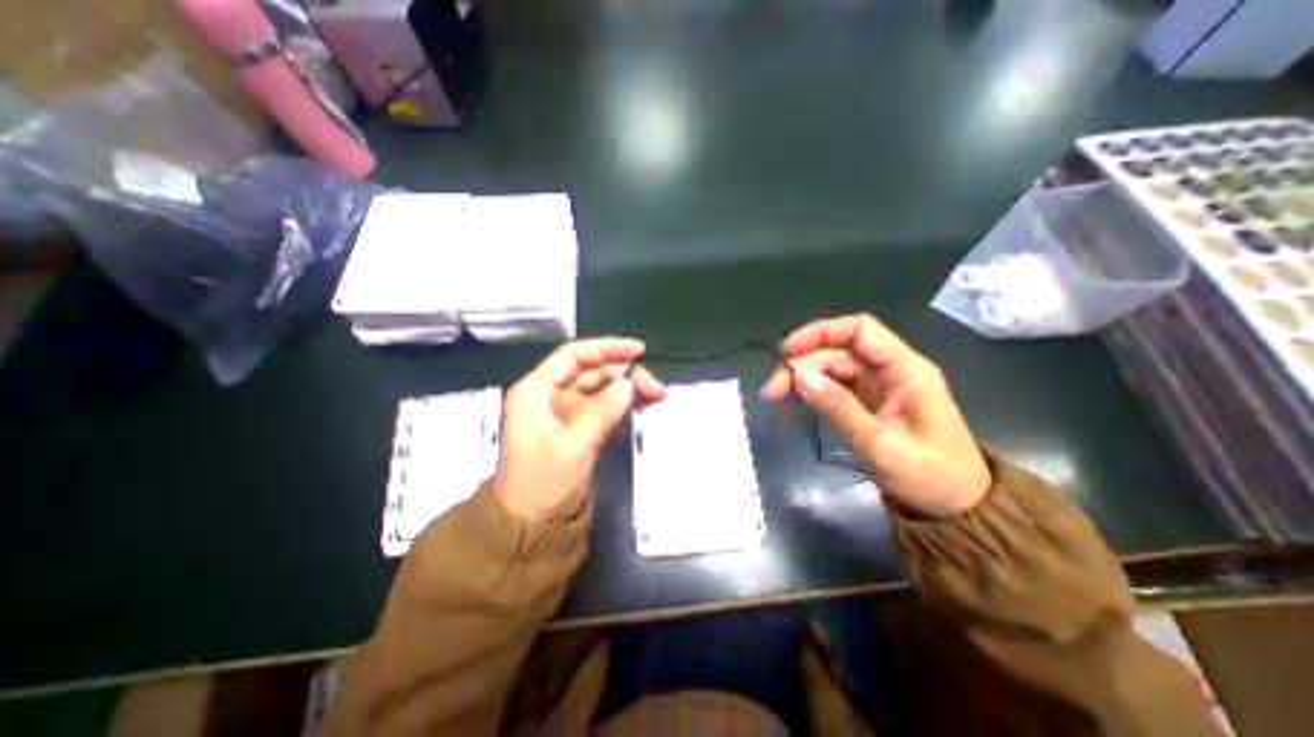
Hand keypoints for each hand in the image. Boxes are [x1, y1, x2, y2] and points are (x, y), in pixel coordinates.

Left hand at [492, 338, 669, 520]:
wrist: (530, 529)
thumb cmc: (543, 485)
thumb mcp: (573, 446)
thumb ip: (602, 411)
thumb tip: (629, 385)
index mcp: (537, 392)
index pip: (574, 356)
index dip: (607, 349)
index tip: (639, 351)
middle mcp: (550, 396)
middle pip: (591, 371)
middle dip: (624, 374)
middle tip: (656, 387)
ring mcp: (564, 413)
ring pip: (600, 389)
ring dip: (627, 389)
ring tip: (657, 396)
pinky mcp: (577, 429)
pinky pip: (602, 408)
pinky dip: (622, 405)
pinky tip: (643, 406)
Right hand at [767, 313, 991, 513]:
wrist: (958, 509)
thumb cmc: (931, 477)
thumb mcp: (882, 446)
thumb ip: (840, 408)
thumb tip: (800, 376)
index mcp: (906, 370)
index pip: (860, 331)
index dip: (820, 333)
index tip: (787, 351)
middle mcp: (891, 370)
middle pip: (838, 352)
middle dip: (802, 364)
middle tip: (771, 391)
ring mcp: (879, 386)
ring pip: (832, 368)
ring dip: (802, 378)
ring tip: (775, 397)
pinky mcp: (869, 402)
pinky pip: (835, 387)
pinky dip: (812, 392)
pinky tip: (793, 402)